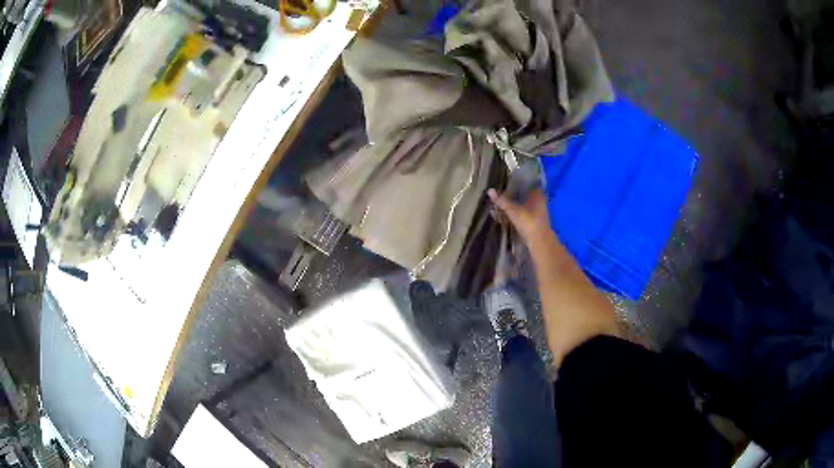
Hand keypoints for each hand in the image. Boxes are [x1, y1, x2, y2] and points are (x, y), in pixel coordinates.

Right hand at [488, 188, 553, 247]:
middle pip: (525, 193)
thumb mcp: (512, 210)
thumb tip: (490, 190)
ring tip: (502, 203)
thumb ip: (501, 201)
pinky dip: (516, 212)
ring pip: (524, 203)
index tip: (507, 181)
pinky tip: (507, 214)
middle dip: (514, 193)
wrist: (539, 240)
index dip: (517, 182)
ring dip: (514, 203)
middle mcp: (539, 200)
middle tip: (501, 192)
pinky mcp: (535, 220)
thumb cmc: (528, 221)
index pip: (527, 183)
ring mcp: (538, 211)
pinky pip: (524, 212)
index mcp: (537, 193)